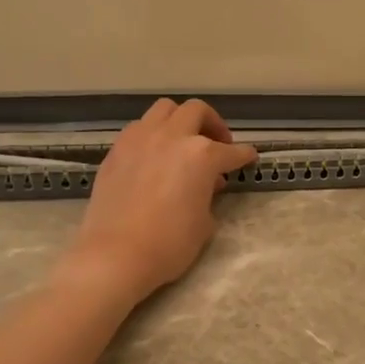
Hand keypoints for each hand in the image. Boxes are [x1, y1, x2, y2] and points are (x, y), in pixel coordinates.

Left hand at [66, 98, 256, 302]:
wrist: (115, 254)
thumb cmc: (169, 244)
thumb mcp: (204, 223)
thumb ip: (209, 195)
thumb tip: (207, 184)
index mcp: (202, 155)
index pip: (232, 151)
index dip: (244, 156)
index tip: (249, 158)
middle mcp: (172, 136)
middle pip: (196, 111)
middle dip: (212, 124)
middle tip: (217, 144)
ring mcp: (141, 139)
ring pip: (165, 109)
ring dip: (180, 120)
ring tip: (183, 142)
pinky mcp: (117, 150)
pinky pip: (139, 128)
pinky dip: (153, 134)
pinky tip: (154, 155)